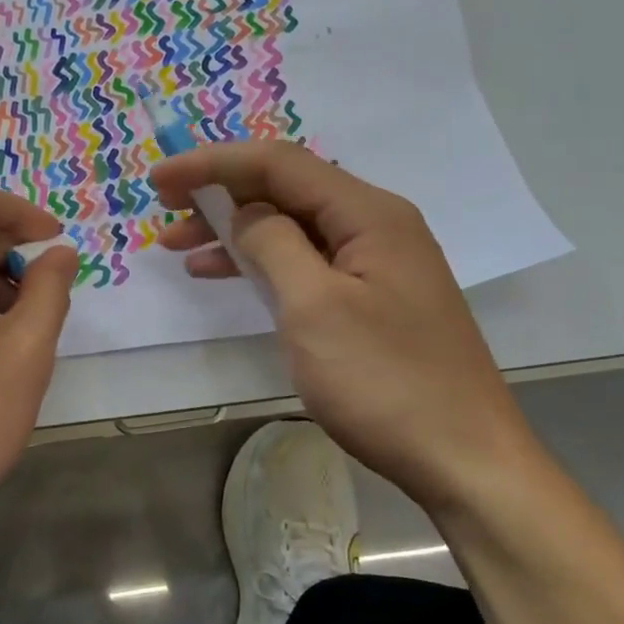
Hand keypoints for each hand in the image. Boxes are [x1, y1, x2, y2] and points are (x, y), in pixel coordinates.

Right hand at [153, 142, 536, 509]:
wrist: (463, 460)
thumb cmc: (385, 381)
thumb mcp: (315, 308)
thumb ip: (273, 245)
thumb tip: (243, 213)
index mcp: (368, 214)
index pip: (279, 163)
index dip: (213, 163)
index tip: (159, 180)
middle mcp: (375, 225)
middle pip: (285, 188)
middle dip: (220, 193)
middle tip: (164, 209)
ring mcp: (375, 264)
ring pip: (291, 226)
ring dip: (233, 230)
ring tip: (178, 246)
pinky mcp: (369, 298)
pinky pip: (304, 261)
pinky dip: (259, 262)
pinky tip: (223, 273)